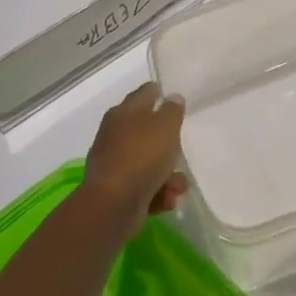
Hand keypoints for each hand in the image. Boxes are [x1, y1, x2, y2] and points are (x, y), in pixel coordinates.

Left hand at [82, 83, 187, 231]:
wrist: (113, 204)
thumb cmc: (142, 155)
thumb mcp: (167, 125)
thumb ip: (172, 110)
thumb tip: (172, 98)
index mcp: (125, 112)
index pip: (144, 93)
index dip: (158, 92)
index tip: (171, 96)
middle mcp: (115, 134)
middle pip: (145, 130)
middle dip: (167, 142)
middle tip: (181, 146)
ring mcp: (114, 163)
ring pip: (147, 161)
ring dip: (167, 173)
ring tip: (179, 186)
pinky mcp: (116, 190)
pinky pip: (143, 185)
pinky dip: (157, 191)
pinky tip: (167, 199)